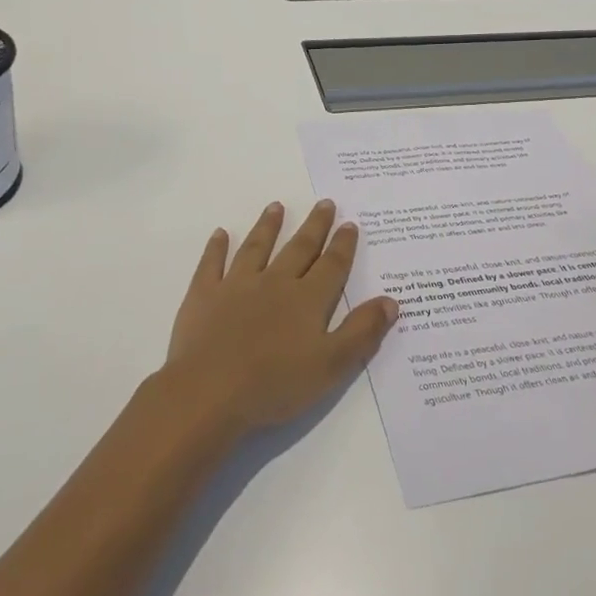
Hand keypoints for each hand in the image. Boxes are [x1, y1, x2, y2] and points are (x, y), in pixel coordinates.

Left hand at [161, 199, 398, 436]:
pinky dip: (216, 248)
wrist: (209, 393)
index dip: (343, 245)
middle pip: (299, 249)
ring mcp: (236, 286)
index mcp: (307, 300)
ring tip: (276, 206)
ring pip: (256, 248)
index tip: (350, 223)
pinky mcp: (204, 296)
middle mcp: (274, 283)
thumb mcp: (331, 365)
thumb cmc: (274, 384)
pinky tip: (220, 234)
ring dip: (268, 226)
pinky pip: (212, 265)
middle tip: (324, 203)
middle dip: (314, 226)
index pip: (331, 266)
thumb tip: (391, 300)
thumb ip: (362, 332)